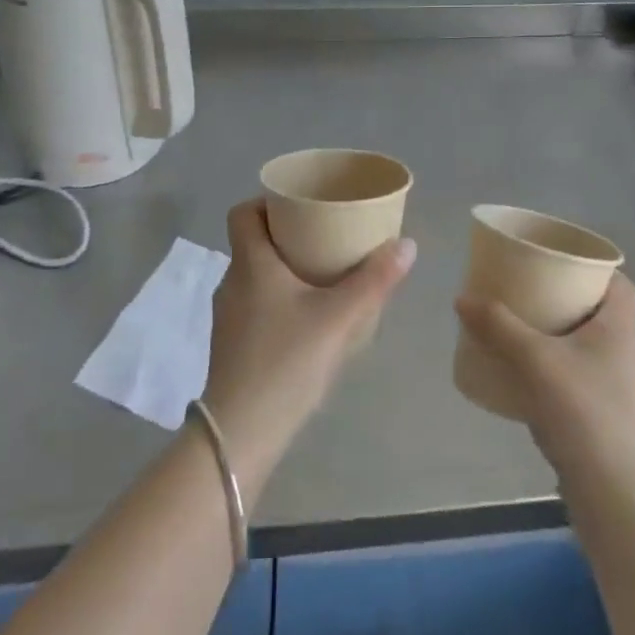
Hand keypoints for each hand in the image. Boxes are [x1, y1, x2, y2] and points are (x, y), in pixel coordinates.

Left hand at [203, 200, 414, 504]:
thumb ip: (374, 281)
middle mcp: (232, 282)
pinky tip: (305, 321)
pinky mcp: (230, 344)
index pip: (242, 213)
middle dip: (286, 236)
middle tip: (323, 237)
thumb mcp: (339, 319)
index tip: (299, 207)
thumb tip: (407, 244)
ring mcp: (227, 316)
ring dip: (282, 270)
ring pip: (254, 276)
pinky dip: (276, 300)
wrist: (241, 433)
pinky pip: (254, 305)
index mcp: (250, 263)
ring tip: (320, 278)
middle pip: (253, 242)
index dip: (266, 202)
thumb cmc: (286, 362)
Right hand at [455, 275, 634, 496]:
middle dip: (560, 298)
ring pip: (582, 346)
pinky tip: (521, 376)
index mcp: (619, 329)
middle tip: (523, 289)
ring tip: (514, 327)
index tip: (556, 259)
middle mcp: (623, 354)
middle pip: (595, 311)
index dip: (592, 266)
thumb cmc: (585, 414)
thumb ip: (498, 326)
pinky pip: (574, 377)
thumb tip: (462, 297)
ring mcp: (615, 389)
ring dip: (553, 334)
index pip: (619, 283)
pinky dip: (550, 368)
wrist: (618, 497)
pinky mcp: (602, 418)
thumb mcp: (535, 360)